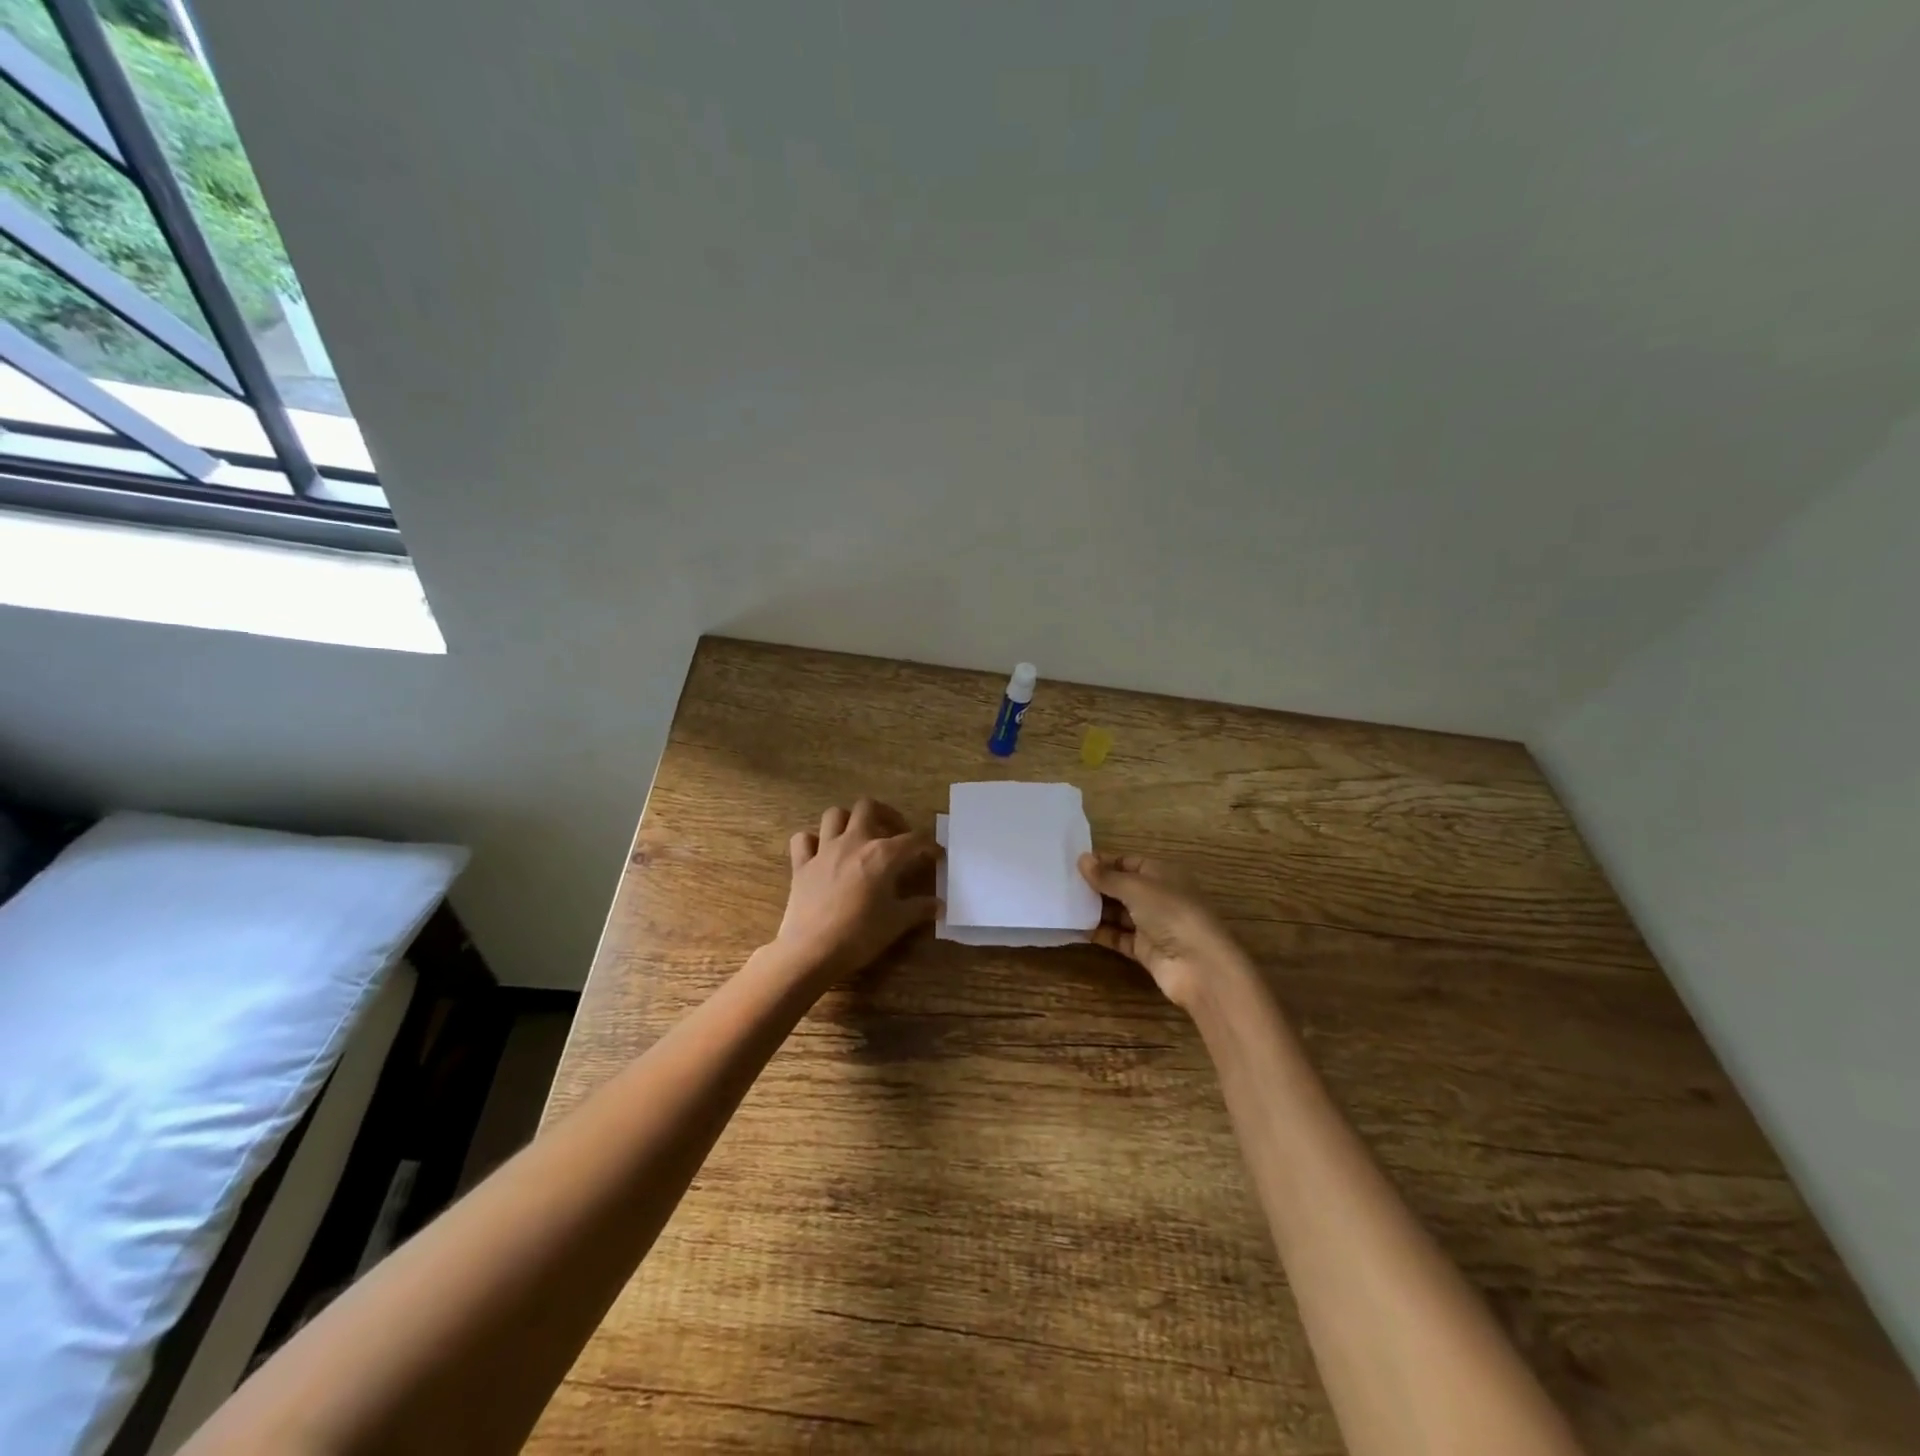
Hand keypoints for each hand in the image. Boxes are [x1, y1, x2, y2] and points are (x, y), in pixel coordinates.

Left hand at [775, 797, 940, 980]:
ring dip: (848, 821)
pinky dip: (812, 841)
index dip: (929, 845)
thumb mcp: (897, 923)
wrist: (812, 951)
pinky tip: (821, 853)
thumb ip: (919, 908)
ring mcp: (824, 850)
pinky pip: (803, 840)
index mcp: (882, 854)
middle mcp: (853, 842)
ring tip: (859, 838)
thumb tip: (938, 905)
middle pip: (868, 807)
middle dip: (885, 814)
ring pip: (834, 815)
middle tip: (894, 834)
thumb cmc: (860, 935)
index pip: (913, 840)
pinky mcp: (801, 865)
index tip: (936, 855)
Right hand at [1078, 852, 1244, 1009]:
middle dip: (1095, 886)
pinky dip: (1099, 932)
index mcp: (1161, 873)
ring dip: (1094, 909)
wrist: (1199, 965)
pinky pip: (1117, 936)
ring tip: (1063, 904)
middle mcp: (1157, 896)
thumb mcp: (1136, 888)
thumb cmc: (1171, 913)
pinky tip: (1075, 928)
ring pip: (1117, 912)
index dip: (1103, 862)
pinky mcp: (1144, 949)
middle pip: (1121, 887)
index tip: (1073, 863)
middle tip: (1061, 884)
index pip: (1128, 862)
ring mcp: (1151, 924)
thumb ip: (1107, 876)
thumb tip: (1082, 859)